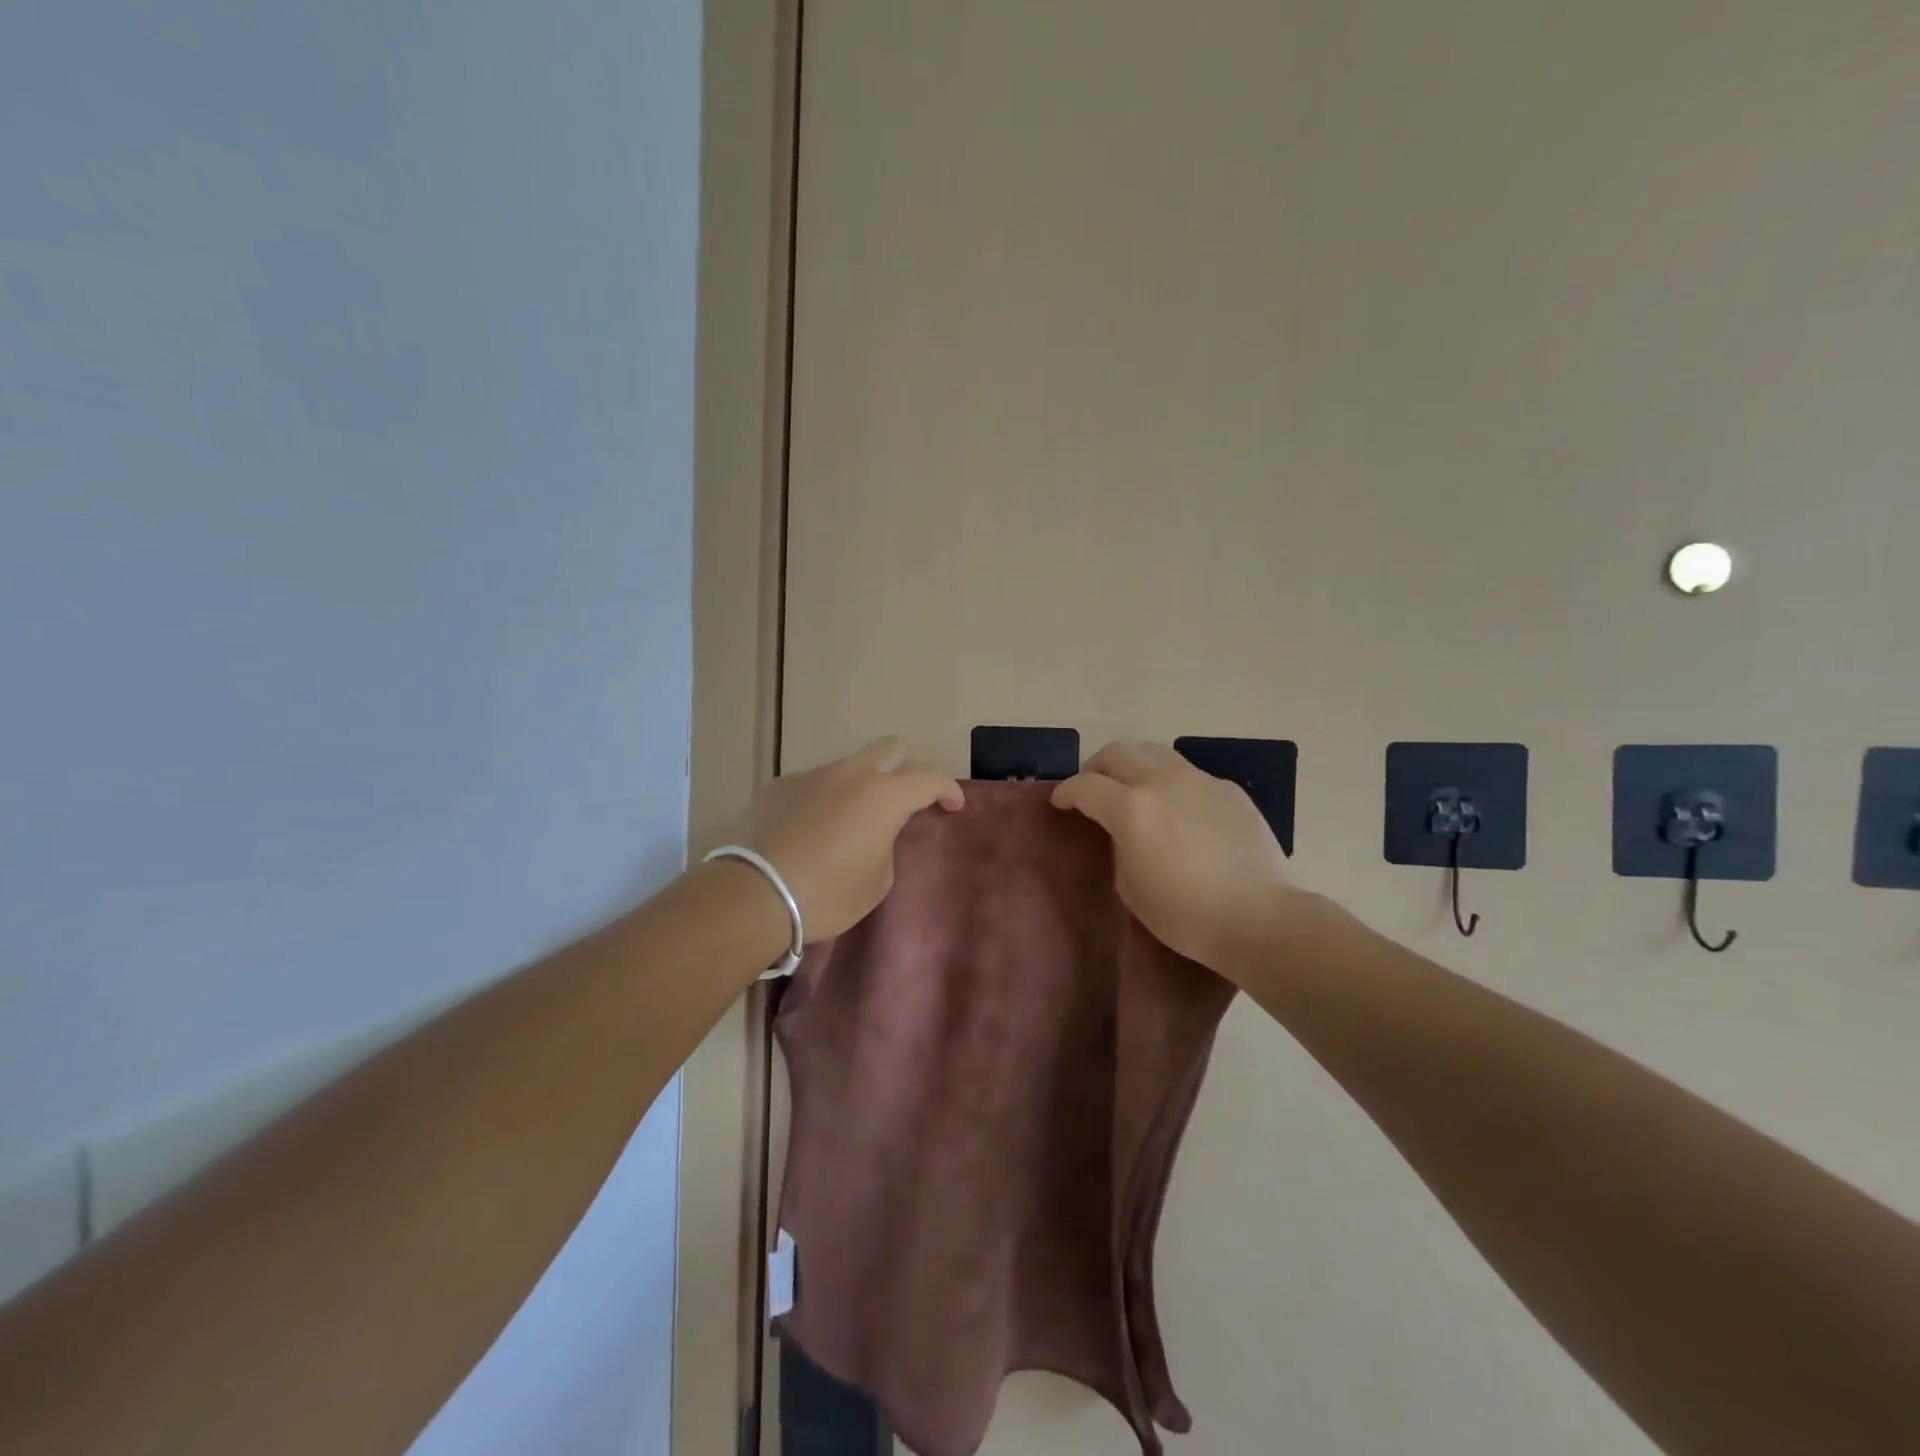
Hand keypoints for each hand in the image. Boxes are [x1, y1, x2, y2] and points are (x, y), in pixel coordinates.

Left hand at [737, 738, 964, 940]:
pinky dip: (828, 798)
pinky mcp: (780, 786)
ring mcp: (813, 775)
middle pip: (892, 748)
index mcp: (884, 795)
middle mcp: (851, 774)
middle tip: (910, 798)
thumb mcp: (877, 881)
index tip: (953, 806)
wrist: (753, 894)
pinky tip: (815, 829)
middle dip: (909, 767)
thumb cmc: (827, 894)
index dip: (948, 789)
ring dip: (864, 784)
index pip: (929, 778)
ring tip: (855, 821)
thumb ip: (887, 844)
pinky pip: (817, 783)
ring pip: (851, 765)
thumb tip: (876, 832)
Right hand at [1052, 741, 1301, 976]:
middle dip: (1096, 767)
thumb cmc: (1185, 915)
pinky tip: (1177, 809)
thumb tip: (1122, 829)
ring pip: (1154, 752)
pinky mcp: (1228, 789)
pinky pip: (1188, 773)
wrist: (1259, 918)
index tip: (1060, 802)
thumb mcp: (1129, 885)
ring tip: (1132, 789)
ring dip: (1133, 765)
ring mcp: (1200, 780)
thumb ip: (1118, 844)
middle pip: (1117, 752)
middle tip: (1092, 788)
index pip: (1085, 785)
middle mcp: (1163, 781)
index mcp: (1131, 808)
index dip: (1066, 792)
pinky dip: (1169, 782)